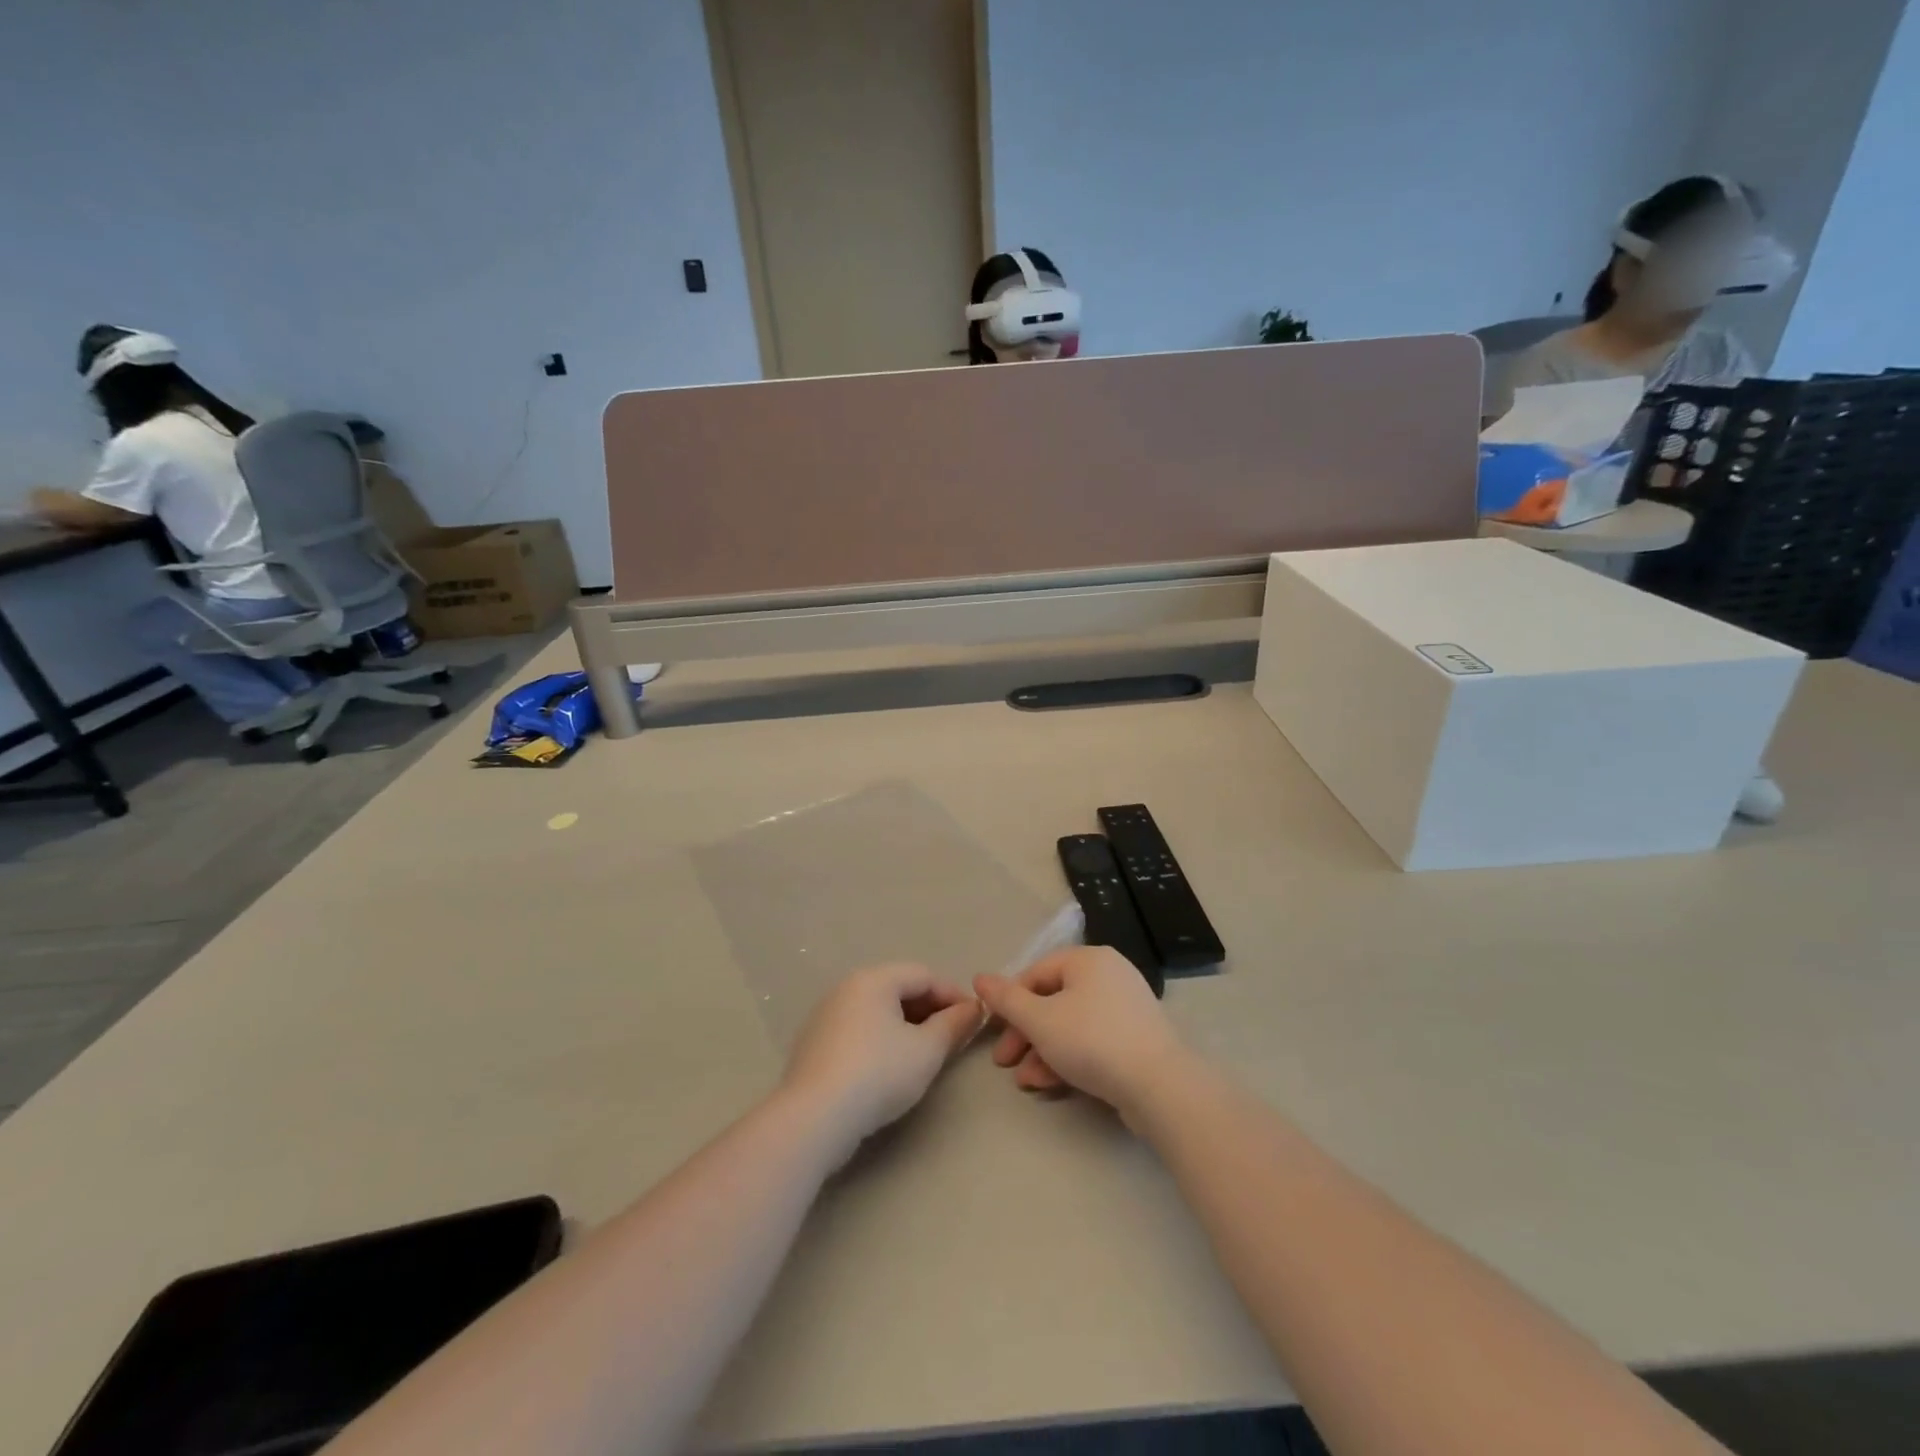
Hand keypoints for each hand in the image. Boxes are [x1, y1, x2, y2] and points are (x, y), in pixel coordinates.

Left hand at [782, 963, 981, 1154]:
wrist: (814, 1118)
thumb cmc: (878, 1074)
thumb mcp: (927, 1051)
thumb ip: (954, 1025)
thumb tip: (973, 1009)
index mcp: (874, 979)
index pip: (924, 975)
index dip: (953, 995)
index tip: (974, 1020)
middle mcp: (847, 988)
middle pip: (898, 989)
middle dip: (930, 1010)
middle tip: (953, 1038)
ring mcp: (826, 1015)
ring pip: (877, 1011)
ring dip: (906, 1026)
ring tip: (925, 1054)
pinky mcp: (814, 1044)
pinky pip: (858, 1030)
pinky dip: (881, 1040)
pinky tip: (890, 1068)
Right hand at [974, 946, 1192, 1118]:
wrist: (1159, 1086)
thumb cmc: (1092, 1041)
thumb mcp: (1040, 1020)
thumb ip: (1006, 1000)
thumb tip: (979, 978)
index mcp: (1088, 960)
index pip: (1036, 973)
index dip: (1009, 1002)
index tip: (993, 1032)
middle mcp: (1109, 975)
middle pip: (1053, 1000)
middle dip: (1025, 1033)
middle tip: (1004, 1062)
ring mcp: (1125, 1007)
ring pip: (1070, 1024)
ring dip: (1042, 1051)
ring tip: (1025, 1081)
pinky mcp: (1135, 1038)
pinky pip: (1092, 1040)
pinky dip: (1068, 1058)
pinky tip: (1049, 1084)